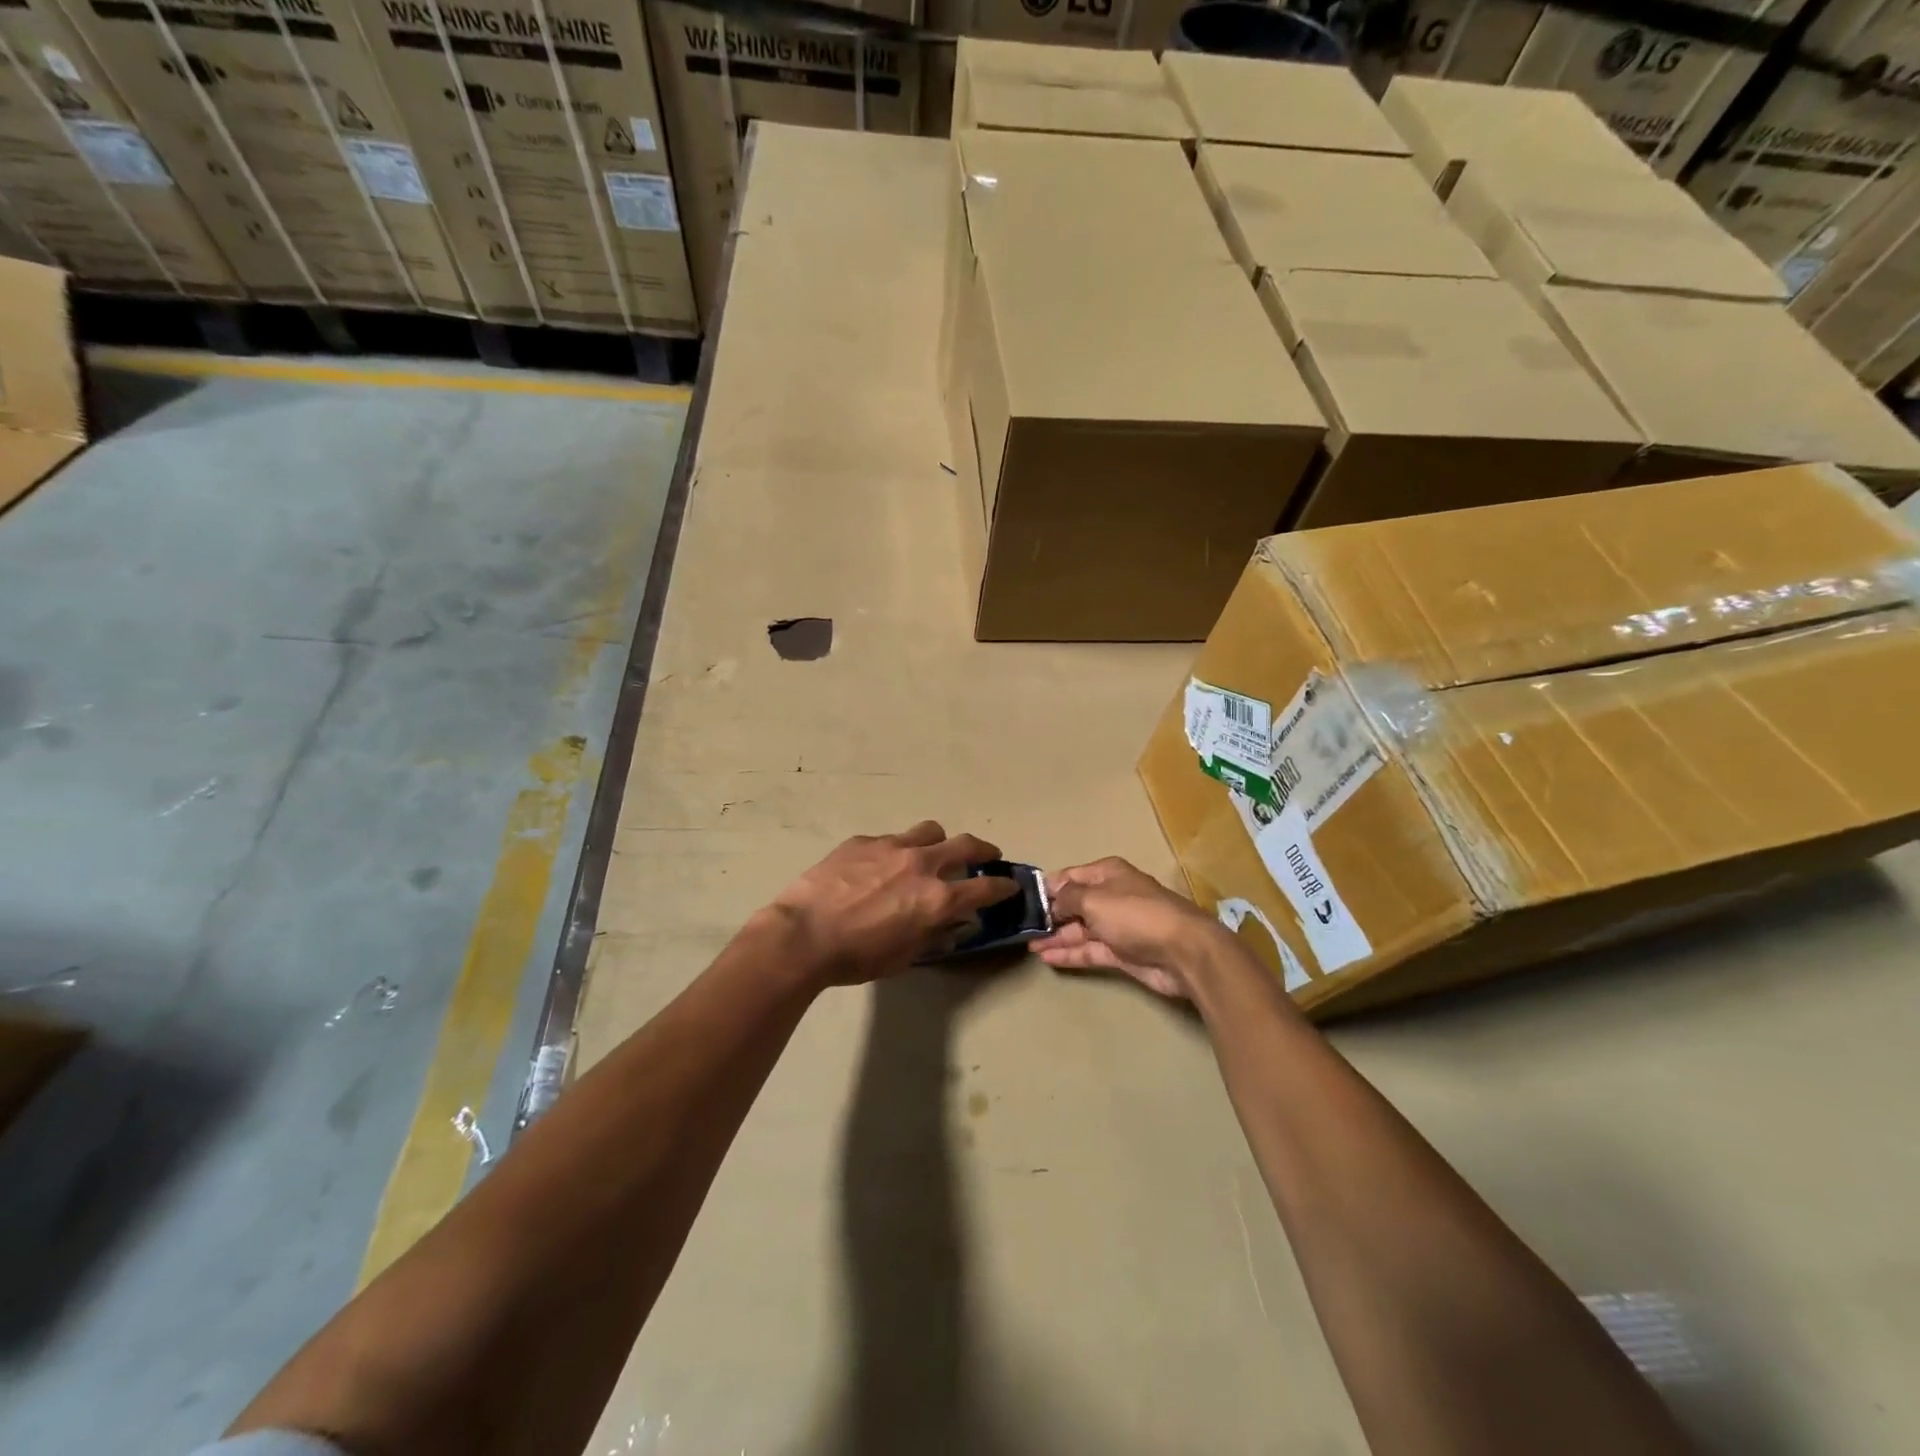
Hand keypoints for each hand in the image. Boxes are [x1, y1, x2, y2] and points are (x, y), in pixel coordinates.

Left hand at [762, 822, 1018, 986]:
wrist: (804, 935)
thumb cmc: (856, 957)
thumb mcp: (904, 956)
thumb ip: (934, 935)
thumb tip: (954, 923)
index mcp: (937, 899)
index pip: (985, 887)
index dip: (1003, 887)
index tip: (1009, 885)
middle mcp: (922, 865)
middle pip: (966, 845)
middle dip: (983, 850)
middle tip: (987, 856)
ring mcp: (892, 847)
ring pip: (930, 831)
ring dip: (939, 842)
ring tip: (931, 853)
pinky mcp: (864, 841)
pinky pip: (891, 839)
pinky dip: (897, 850)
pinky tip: (880, 866)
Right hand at [1033, 857, 1225, 999]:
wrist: (1182, 952)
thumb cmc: (1135, 915)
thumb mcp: (1094, 899)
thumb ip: (1068, 898)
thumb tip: (1052, 900)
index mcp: (1108, 874)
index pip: (1071, 876)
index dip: (1048, 887)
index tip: (1024, 899)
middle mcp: (1111, 897)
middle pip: (1074, 904)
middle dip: (1050, 914)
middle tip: (1021, 926)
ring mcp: (1117, 927)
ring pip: (1080, 929)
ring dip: (1056, 936)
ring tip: (1028, 944)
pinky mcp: (1121, 953)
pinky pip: (1088, 950)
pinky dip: (1068, 953)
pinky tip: (1045, 957)